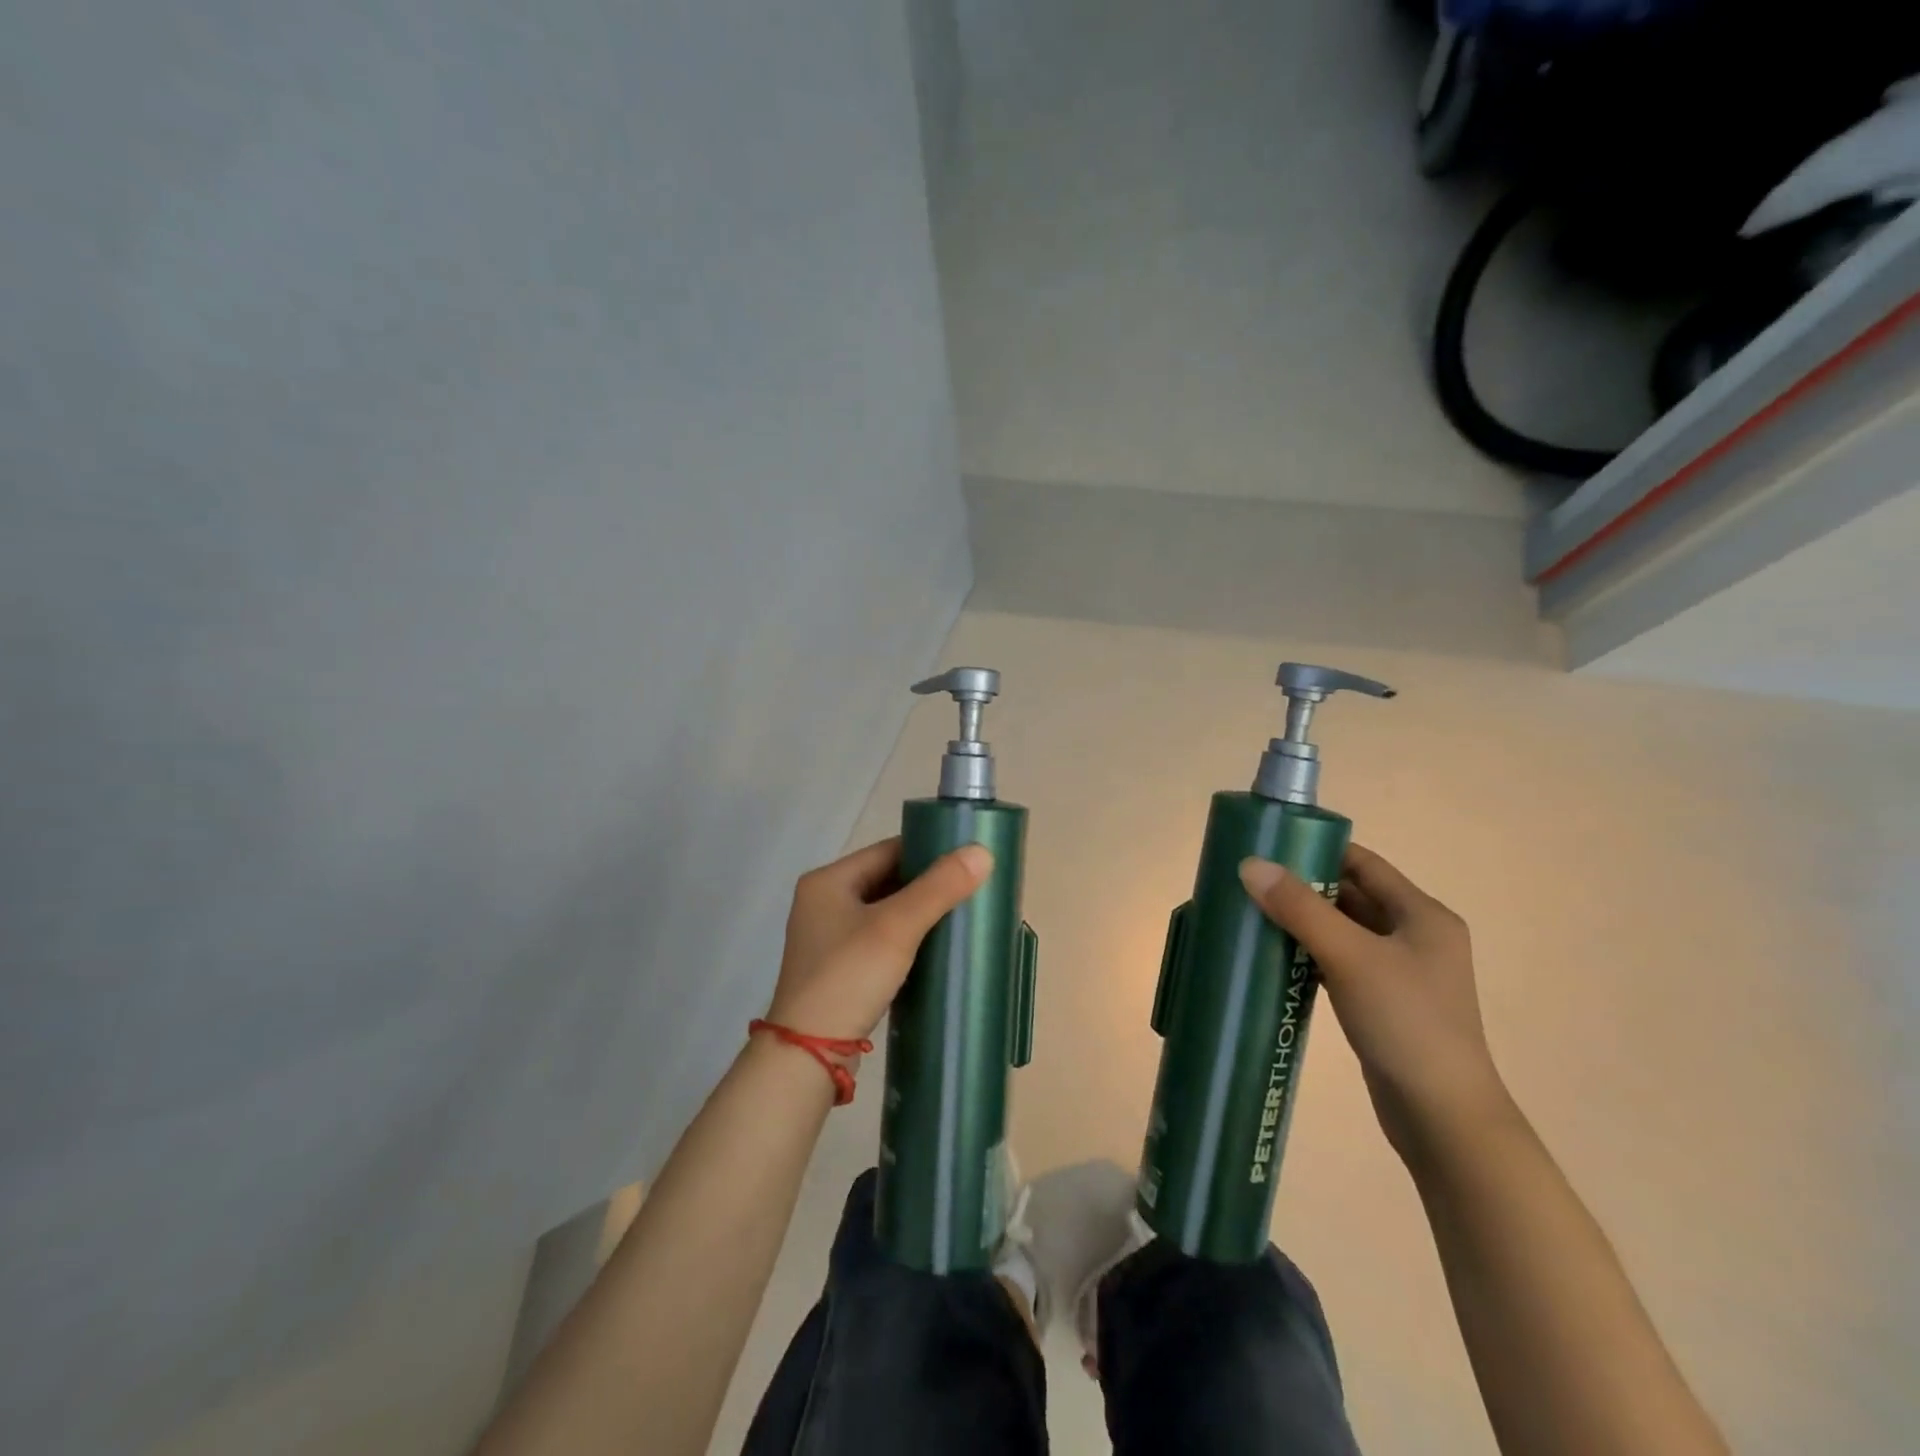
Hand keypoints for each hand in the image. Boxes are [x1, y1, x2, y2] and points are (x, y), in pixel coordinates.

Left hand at [766, 837, 992, 1042]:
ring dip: (919, 913)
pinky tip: (936, 948)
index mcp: (828, 881)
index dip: (928, 851)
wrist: (808, 1055)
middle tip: (972, 888)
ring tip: (962, 916)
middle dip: (927, 885)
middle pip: (886, 880)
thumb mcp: (897, 927)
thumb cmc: (849, 977)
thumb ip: (939, 888)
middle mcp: (823, 902)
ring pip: (885, 912)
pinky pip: (880, 940)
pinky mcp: (838, 969)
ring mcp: (829, 938)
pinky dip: (907, 939)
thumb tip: (982, 851)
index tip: (968, 859)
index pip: (888, 850)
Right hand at [1238, 845, 1511, 1162]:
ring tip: (1253, 915)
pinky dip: (1310, 955)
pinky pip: (1341, 963)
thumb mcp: (1350, 956)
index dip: (1317, 850)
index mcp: (1422, 915)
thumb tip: (1250, 865)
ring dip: (1303, 923)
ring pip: (1343, 932)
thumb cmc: (1405, 1023)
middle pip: (1351, 896)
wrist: (1443, 1117)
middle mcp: (1416, 936)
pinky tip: (1276, 959)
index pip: (1363, 863)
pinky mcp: (1385, 1003)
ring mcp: (1401, 973)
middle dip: (1303, 888)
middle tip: (1250, 882)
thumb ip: (1300, 908)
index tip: (1269, 847)